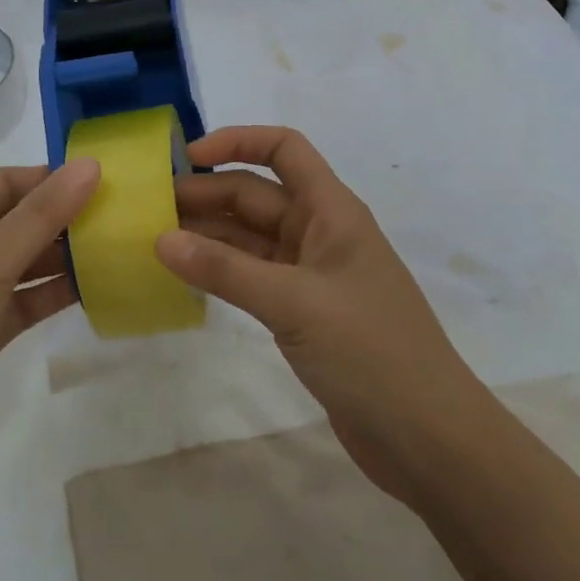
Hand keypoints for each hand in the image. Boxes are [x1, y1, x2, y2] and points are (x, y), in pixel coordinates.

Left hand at [0, 159, 99, 507]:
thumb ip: (41, 215)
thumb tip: (90, 163)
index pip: (4, 183)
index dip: (51, 178)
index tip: (106, 179)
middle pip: (15, 221)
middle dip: (62, 217)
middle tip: (122, 216)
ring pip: (21, 264)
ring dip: (62, 257)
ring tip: (117, 248)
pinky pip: (21, 304)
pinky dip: (52, 295)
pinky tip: (94, 289)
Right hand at [157, 127, 489, 508]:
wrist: (429, 439)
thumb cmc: (371, 353)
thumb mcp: (294, 303)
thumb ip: (225, 269)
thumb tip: (160, 239)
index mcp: (332, 211)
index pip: (284, 149)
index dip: (237, 142)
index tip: (188, 158)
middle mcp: (321, 233)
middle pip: (257, 195)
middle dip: (207, 195)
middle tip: (150, 210)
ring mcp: (312, 274)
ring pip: (250, 237)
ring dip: (208, 235)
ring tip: (155, 242)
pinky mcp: (304, 312)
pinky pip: (253, 275)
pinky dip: (220, 272)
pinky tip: (186, 278)